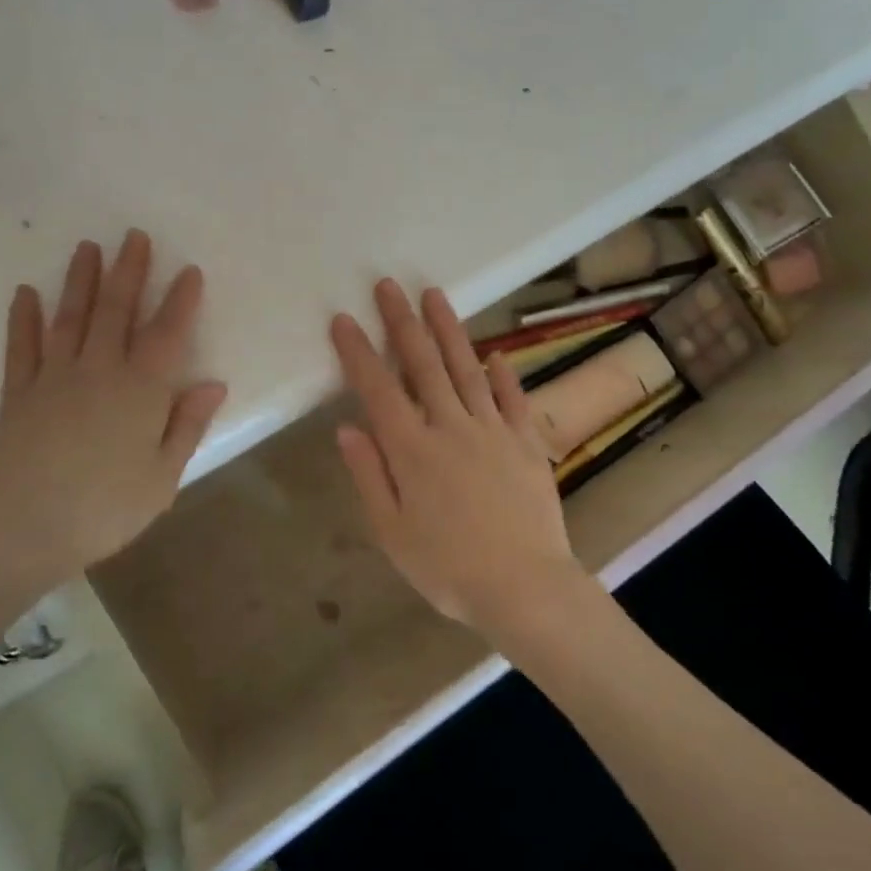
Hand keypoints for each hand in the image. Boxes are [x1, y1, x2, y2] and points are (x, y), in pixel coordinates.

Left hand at [0, 231, 227, 618]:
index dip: (180, 301)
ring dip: (81, 281)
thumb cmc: (103, 511)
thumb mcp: (162, 478)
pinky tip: (25, 294)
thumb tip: (213, 383)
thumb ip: (187, 426)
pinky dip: (23, 319)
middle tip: (134, 236)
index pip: (167, 334)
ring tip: (87, 248)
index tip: (189, 270)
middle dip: (129, 271)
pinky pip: (22, 348)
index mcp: (141, 392)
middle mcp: (98, 372)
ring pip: (71, 318)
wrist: (17, 532)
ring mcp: (53, 379)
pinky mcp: (17, 395)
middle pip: (116, 312)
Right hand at [331, 280, 591, 638]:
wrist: (523, 585)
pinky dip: (502, 374)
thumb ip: (370, 475)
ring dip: (448, 330)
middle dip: (402, 322)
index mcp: (412, 450)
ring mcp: (493, 430)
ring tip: (434, 295)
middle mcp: (450, 427)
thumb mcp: (392, 532)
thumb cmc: (447, 568)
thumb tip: (347, 428)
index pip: (378, 389)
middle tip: (388, 285)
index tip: (343, 319)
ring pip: (466, 368)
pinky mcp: (526, 441)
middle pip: (422, 364)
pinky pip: (512, 399)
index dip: (358, 352)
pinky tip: (495, 354)